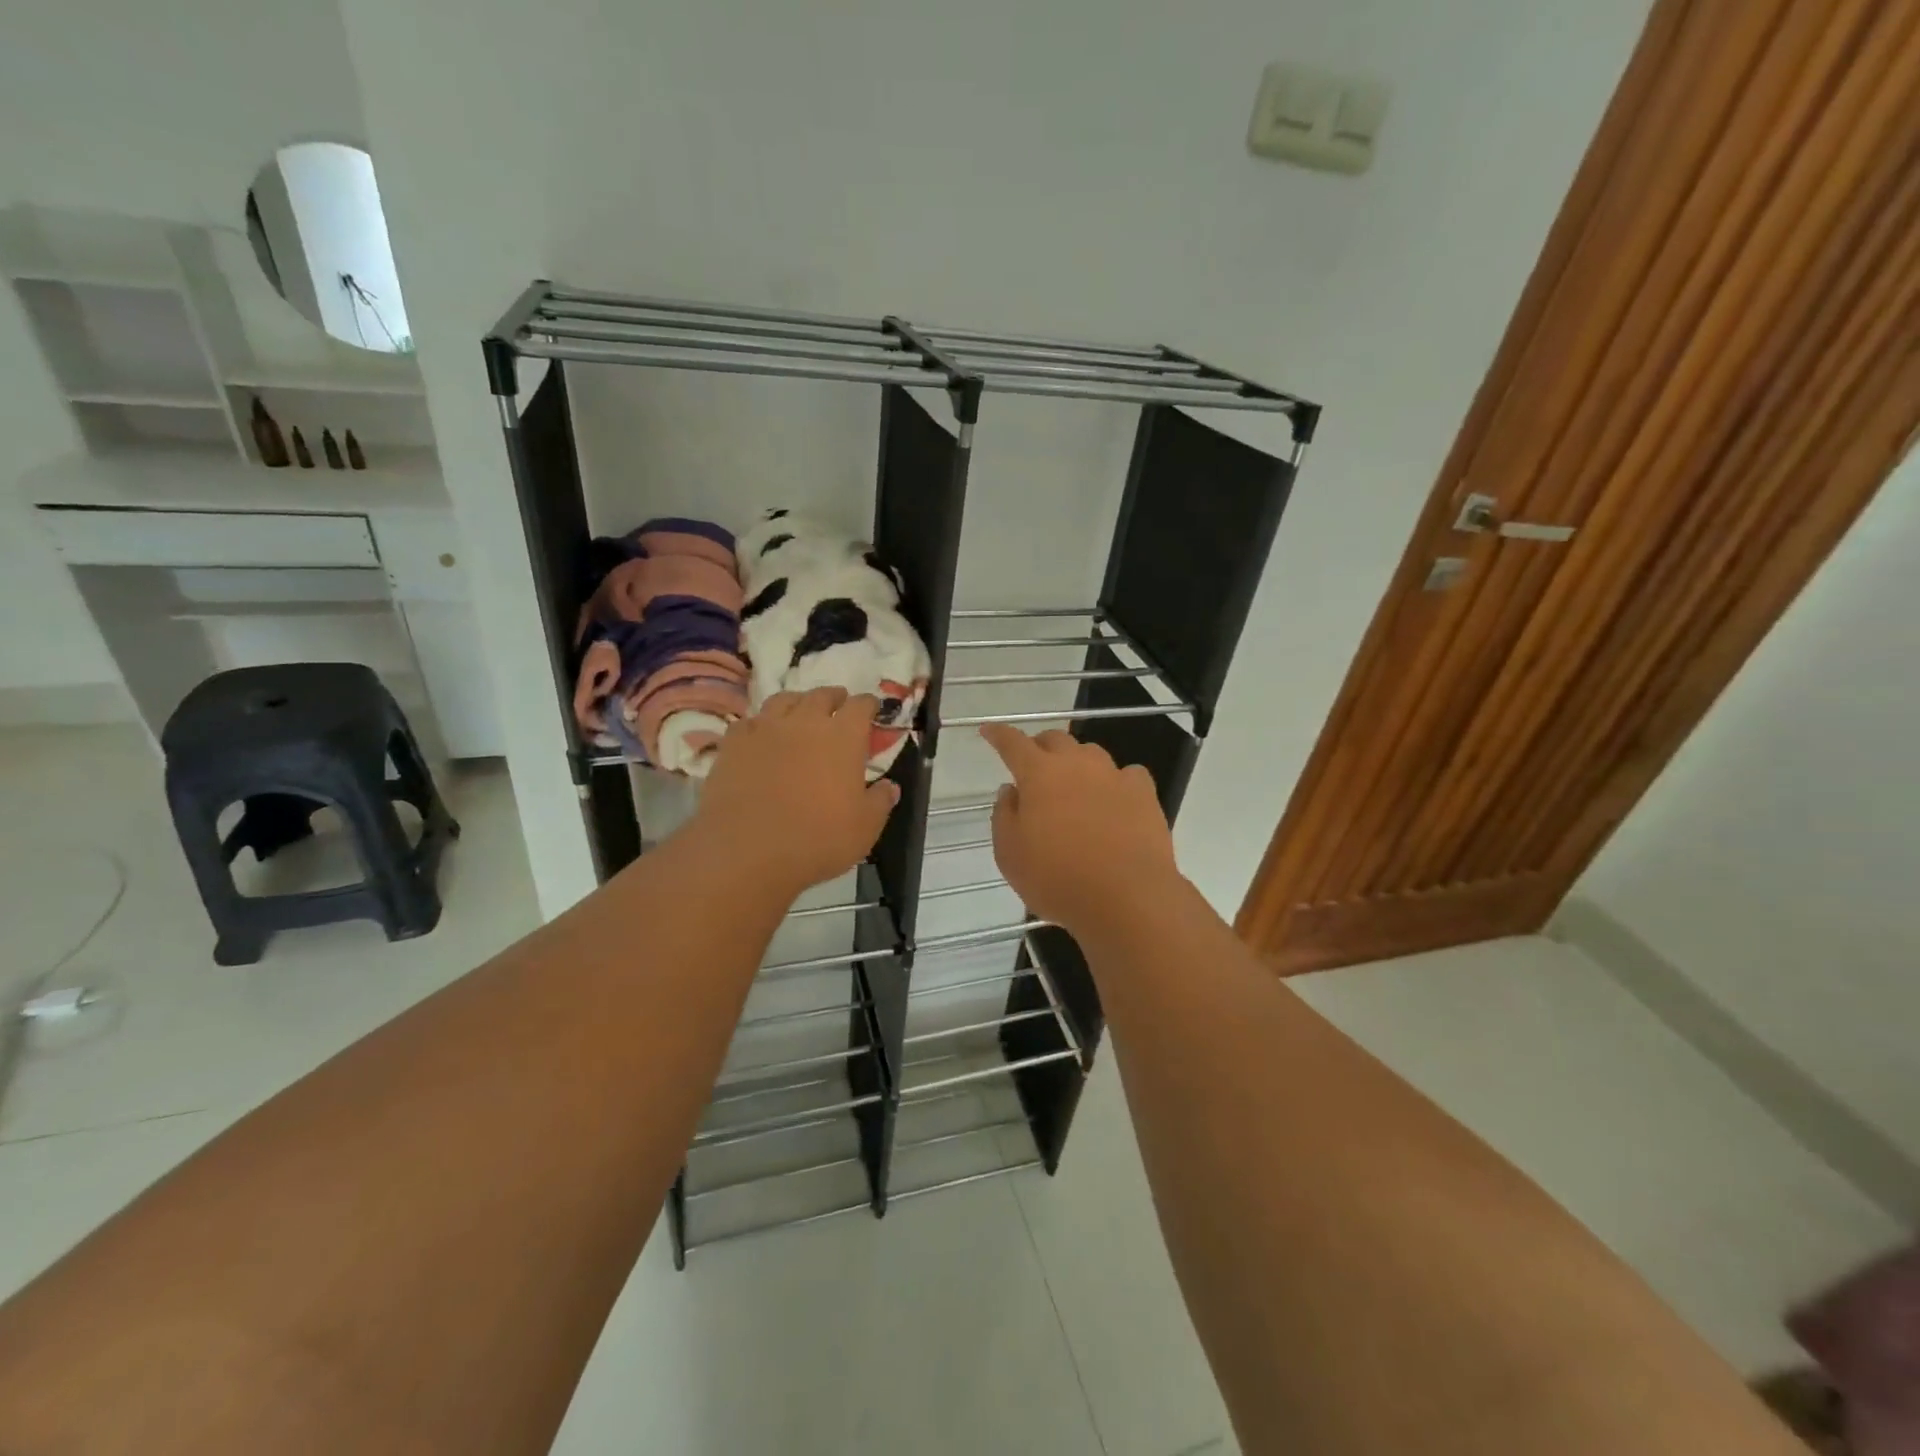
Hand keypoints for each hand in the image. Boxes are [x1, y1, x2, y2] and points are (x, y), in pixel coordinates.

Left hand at [690, 687, 899, 895]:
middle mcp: (805, 722)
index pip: (861, 705)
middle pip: (821, 695)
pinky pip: (749, 722)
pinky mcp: (733, 744)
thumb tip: (890, 786)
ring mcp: (765, 729)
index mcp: (843, 736)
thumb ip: (880, 802)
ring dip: (797, 703)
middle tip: (838, 707)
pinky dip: (760, 724)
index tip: (873, 710)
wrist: (747, 850)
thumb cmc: (817, 839)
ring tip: (800, 714)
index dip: (869, 705)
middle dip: (834, 698)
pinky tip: (761, 736)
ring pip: (783, 700)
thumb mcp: (865, 828)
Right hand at [979, 724, 1179, 935]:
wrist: (1127, 897)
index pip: (1013, 743)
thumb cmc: (1057, 878)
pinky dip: (1115, 781)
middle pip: (1055, 740)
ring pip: (1090, 753)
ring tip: (1073, 785)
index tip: (989, 731)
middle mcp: (1077, 764)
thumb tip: (1011, 790)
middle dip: (1039, 747)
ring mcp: (1114, 776)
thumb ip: (1004, 816)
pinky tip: (1115, 799)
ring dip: (1076, 762)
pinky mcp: (1143, 793)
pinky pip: (1127, 775)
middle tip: (1032, 766)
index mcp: (1039, 774)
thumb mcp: (1010, 855)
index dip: (998, 735)